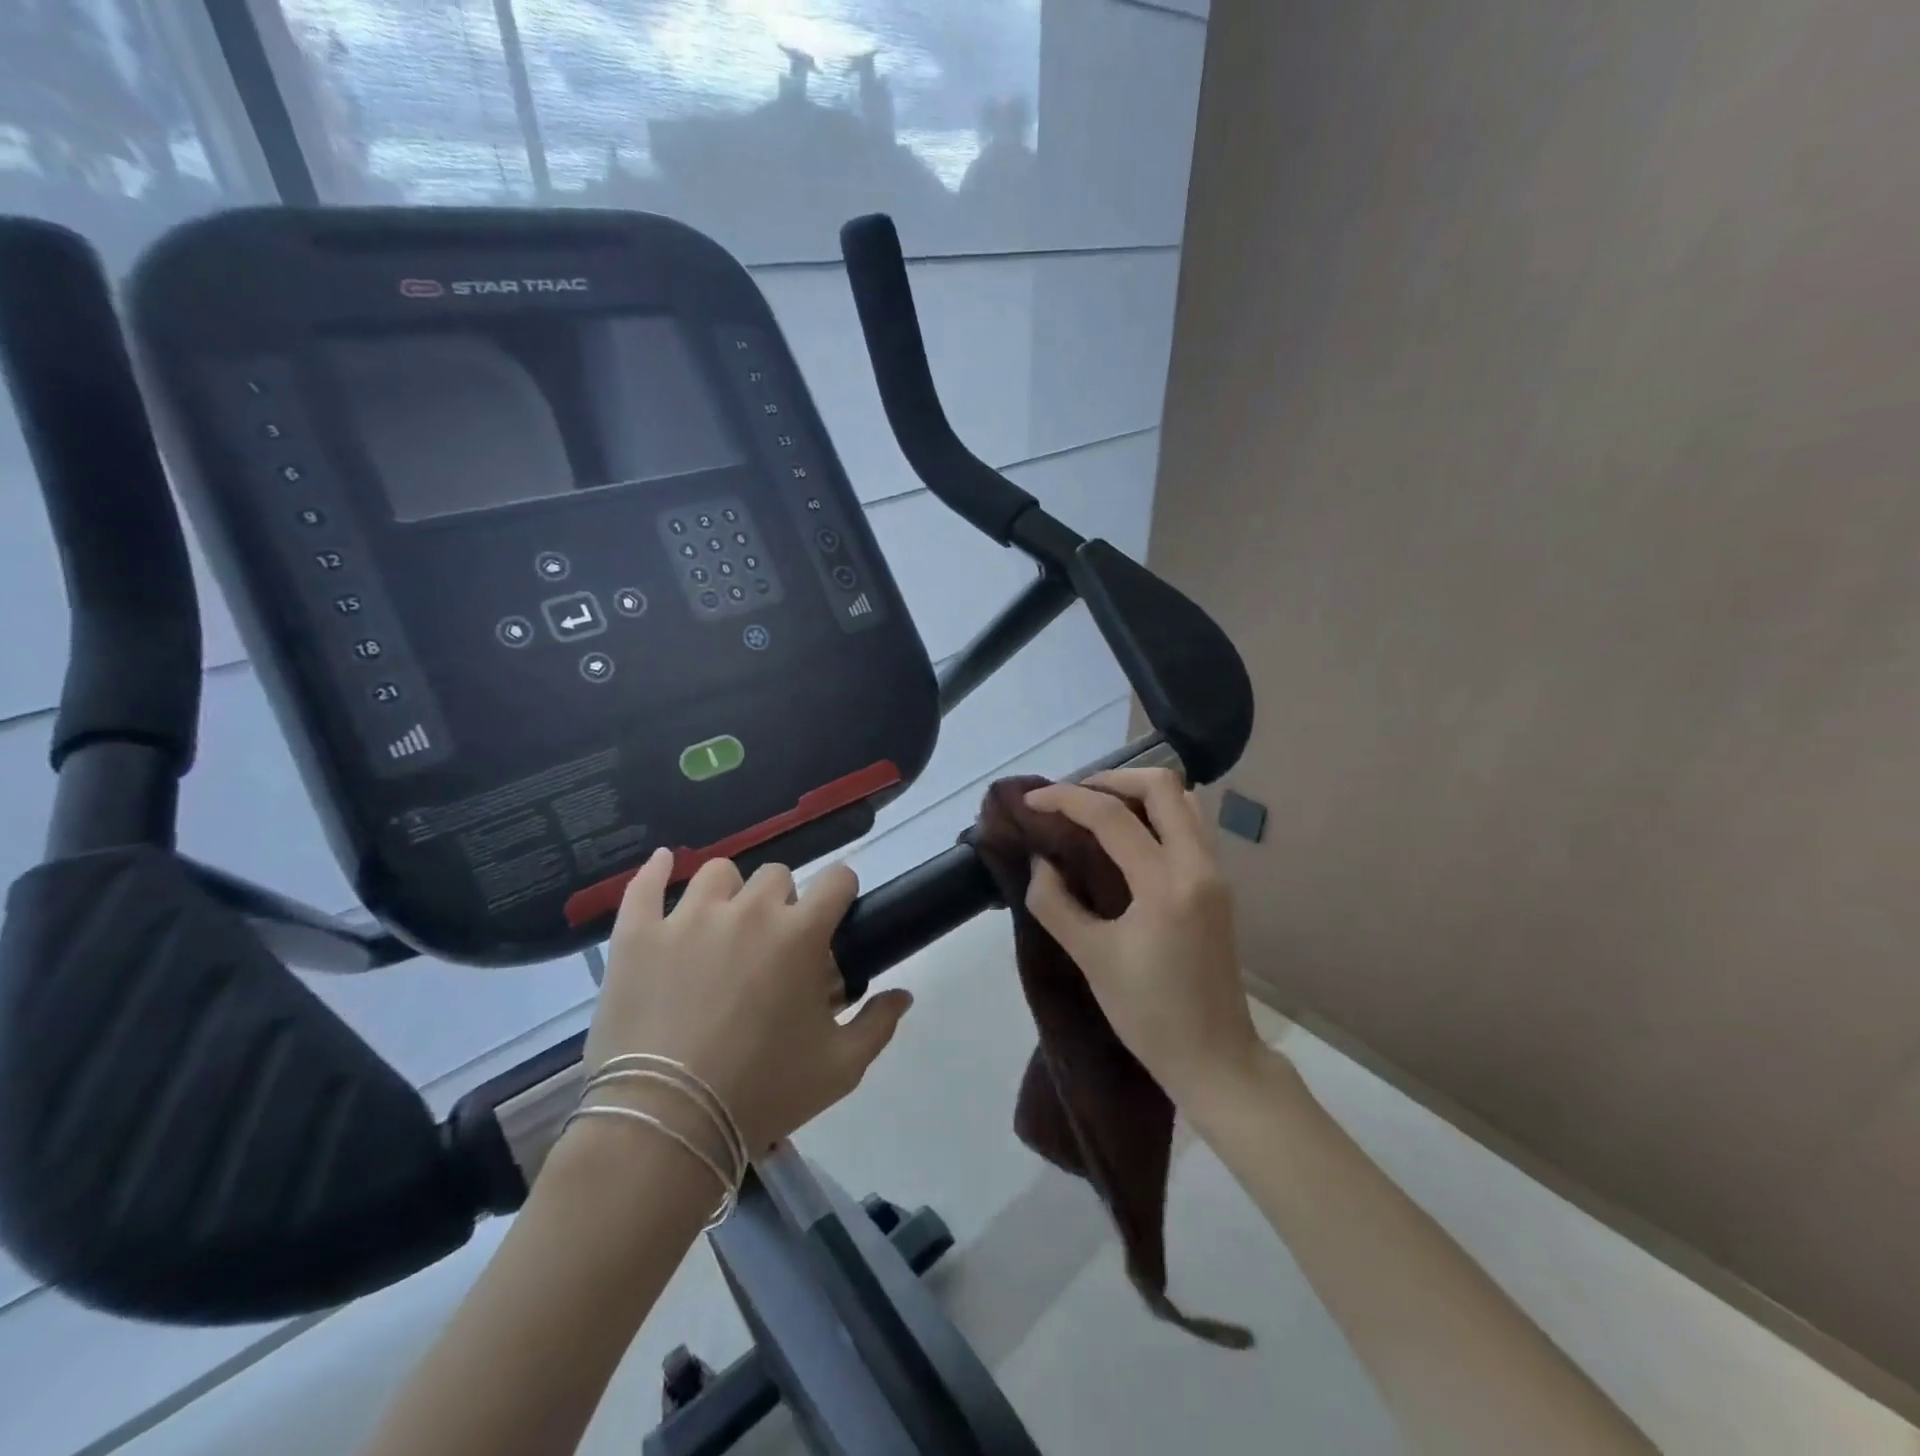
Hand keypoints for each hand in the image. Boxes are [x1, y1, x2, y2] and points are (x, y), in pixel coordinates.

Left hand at [581, 850, 913, 1159]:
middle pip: (777, 875)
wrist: (666, 1125)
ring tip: (722, 925)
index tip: (835, 914)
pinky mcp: (638, 934)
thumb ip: (877, 1025)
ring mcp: (687, 918)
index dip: (841, 892)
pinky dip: (656, 872)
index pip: (837, 879)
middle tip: (773, 945)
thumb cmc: (762, 1093)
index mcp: (800, 934)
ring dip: (729, 893)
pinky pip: (645, 885)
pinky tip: (664, 864)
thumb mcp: (839, 1068)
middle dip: (784, 902)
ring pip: (718, 874)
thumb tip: (903, 995)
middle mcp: (748, 911)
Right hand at [1022, 769, 1265, 1105]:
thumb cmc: (1148, 1014)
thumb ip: (1055, 902)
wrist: (1215, 1058)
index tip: (1031, 802)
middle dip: (1111, 780)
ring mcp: (1216, 873)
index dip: (1066, 800)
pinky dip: (1157, 814)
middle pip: (1162, 786)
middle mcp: (1199, 866)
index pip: (1112, 817)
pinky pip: (1191, 826)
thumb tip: (1042, 861)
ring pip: (1184, 801)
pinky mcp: (1219, 886)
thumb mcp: (1091, 958)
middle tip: (1073, 798)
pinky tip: (1127, 838)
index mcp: (1166, 885)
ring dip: (1139, 794)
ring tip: (1098, 811)